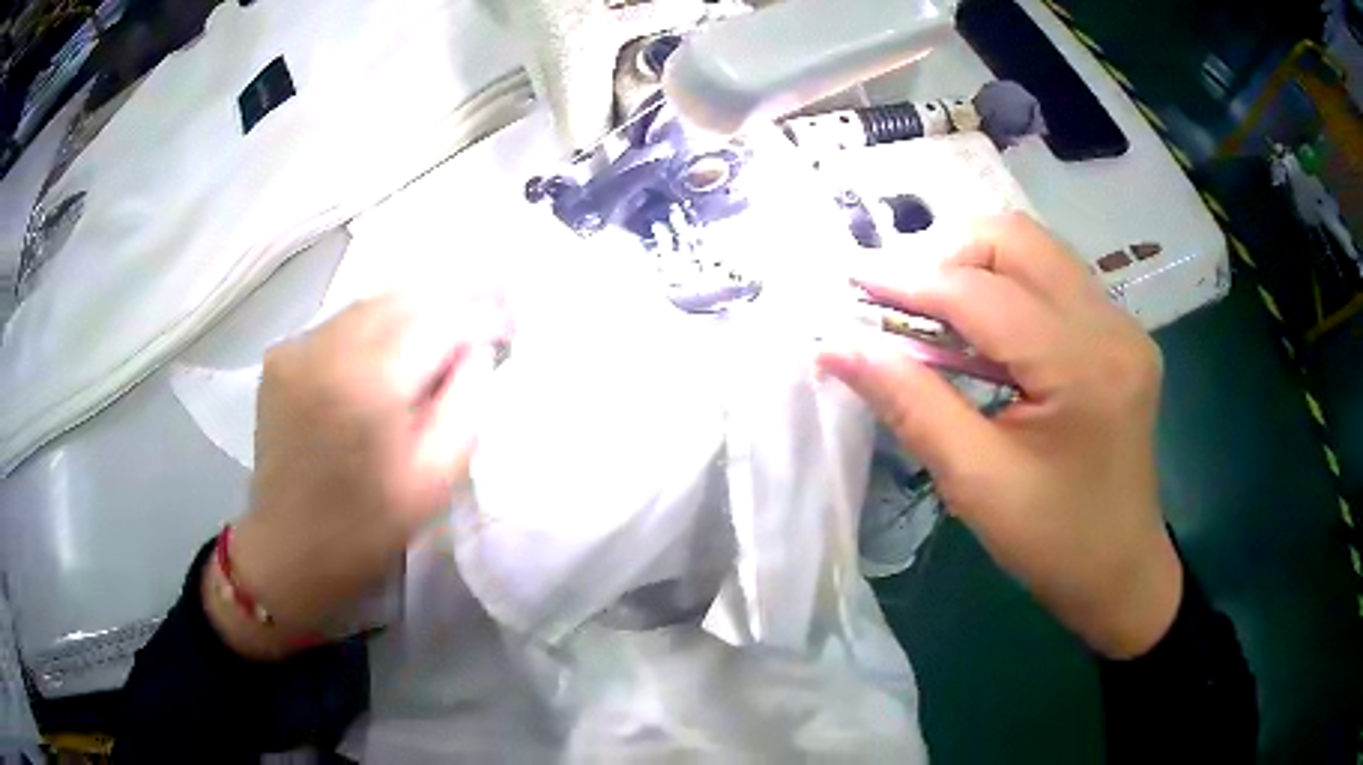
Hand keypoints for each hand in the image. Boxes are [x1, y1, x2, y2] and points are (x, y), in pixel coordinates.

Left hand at [204, 295, 507, 657]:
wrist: (288, 548)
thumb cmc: (367, 526)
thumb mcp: (435, 479)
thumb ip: (466, 404)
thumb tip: (478, 351)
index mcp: (370, 381)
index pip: (440, 318)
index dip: (482, 313)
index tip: (509, 324)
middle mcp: (329, 346)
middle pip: (403, 297)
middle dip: (448, 306)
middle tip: (479, 327)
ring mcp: (298, 346)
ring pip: (369, 304)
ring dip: (408, 315)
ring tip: (433, 341)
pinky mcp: (280, 356)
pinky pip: (339, 324)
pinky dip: (370, 330)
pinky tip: (380, 360)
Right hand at [819, 213, 1180, 658]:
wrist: (1121, 571)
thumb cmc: (1053, 542)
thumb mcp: (975, 482)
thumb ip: (909, 403)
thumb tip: (838, 346)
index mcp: (1085, 368)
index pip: (985, 295)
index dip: (912, 281)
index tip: (853, 282)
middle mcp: (1112, 327)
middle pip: (1019, 239)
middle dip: (949, 253)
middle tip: (902, 300)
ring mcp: (1122, 325)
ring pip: (1036, 250)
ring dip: (975, 266)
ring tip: (933, 312)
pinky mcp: (1119, 334)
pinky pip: (1052, 280)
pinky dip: (1004, 287)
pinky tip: (979, 331)